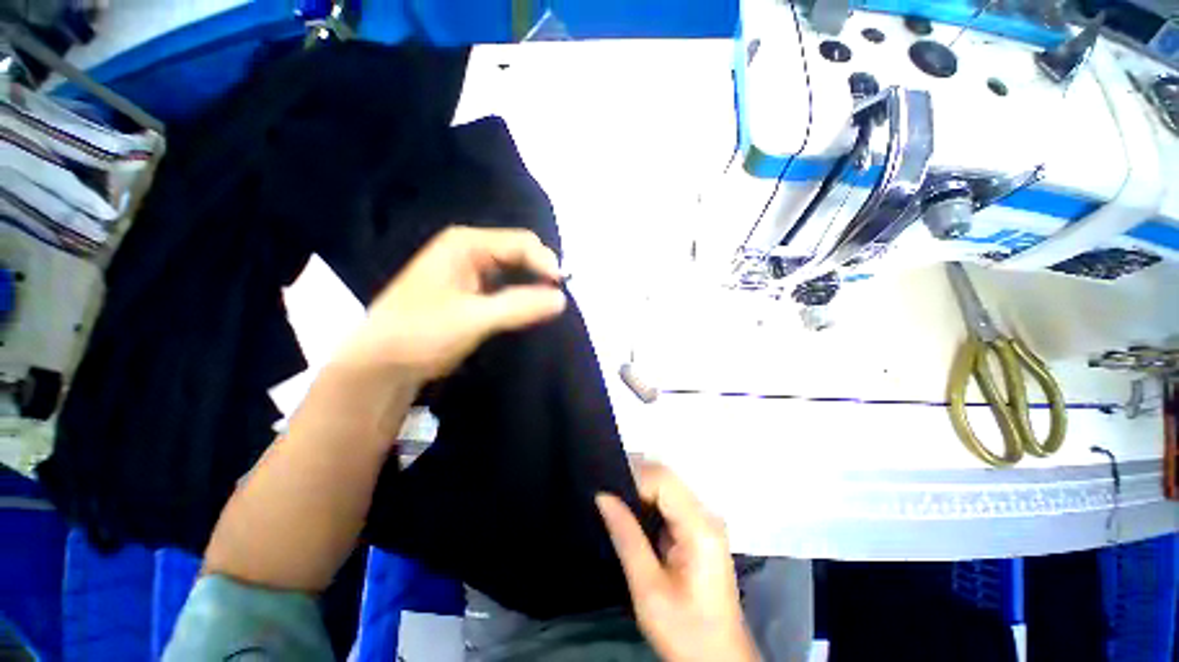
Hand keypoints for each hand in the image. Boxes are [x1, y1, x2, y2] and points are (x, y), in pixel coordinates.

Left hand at [332, 226, 566, 382]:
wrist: (383, 363)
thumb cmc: (421, 333)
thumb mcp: (472, 319)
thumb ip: (519, 306)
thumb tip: (562, 298)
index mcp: (466, 244)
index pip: (521, 243)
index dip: (545, 263)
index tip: (562, 289)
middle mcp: (470, 250)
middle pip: (520, 252)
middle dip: (541, 272)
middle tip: (556, 299)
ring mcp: (470, 270)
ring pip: (515, 270)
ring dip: (533, 285)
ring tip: (547, 305)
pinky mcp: (472, 291)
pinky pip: (506, 286)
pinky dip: (522, 296)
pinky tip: (529, 309)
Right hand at [597, 463, 758, 661]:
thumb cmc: (685, 631)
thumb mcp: (648, 589)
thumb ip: (626, 536)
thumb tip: (602, 496)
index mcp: (700, 526)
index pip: (663, 479)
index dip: (633, 478)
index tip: (606, 492)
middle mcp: (706, 515)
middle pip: (667, 479)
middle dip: (634, 481)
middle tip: (605, 496)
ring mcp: (705, 522)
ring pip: (667, 488)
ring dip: (640, 491)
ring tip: (613, 503)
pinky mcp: (700, 532)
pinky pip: (670, 504)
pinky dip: (648, 504)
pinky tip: (631, 516)